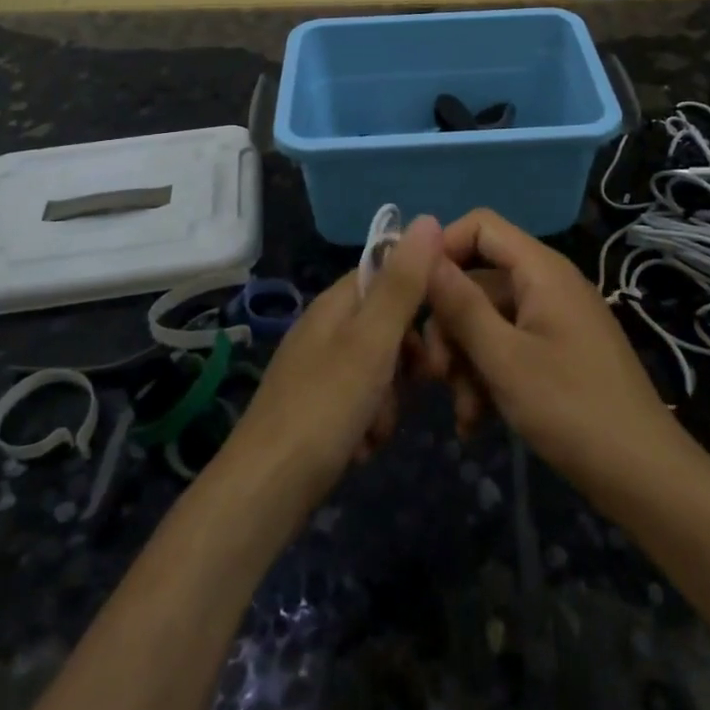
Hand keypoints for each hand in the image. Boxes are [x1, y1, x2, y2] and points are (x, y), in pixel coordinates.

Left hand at [220, 215, 443, 516]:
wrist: (265, 492)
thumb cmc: (324, 408)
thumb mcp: (372, 342)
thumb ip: (402, 284)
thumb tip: (427, 218)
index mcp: (335, 304)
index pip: (387, 273)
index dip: (419, 294)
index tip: (445, 324)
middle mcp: (326, 329)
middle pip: (387, 326)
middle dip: (407, 360)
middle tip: (419, 384)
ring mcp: (319, 370)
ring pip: (379, 370)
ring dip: (389, 401)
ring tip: (376, 428)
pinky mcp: (317, 409)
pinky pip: (361, 403)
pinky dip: (368, 425)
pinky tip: (360, 448)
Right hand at [425, 209, 682, 492]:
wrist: (645, 478)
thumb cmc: (572, 409)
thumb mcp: (504, 358)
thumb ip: (460, 304)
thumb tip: (423, 249)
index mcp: (541, 270)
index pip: (480, 225)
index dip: (443, 250)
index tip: (413, 295)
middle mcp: (548, 284)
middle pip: (479, 279)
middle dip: (450, 325)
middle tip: (434, 375)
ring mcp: (554, 320)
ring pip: (488, 320)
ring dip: (466, 362)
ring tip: (463, 413)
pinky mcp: (558, 353)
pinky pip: (509, 347)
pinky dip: (488, 377)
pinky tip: (476, 422)